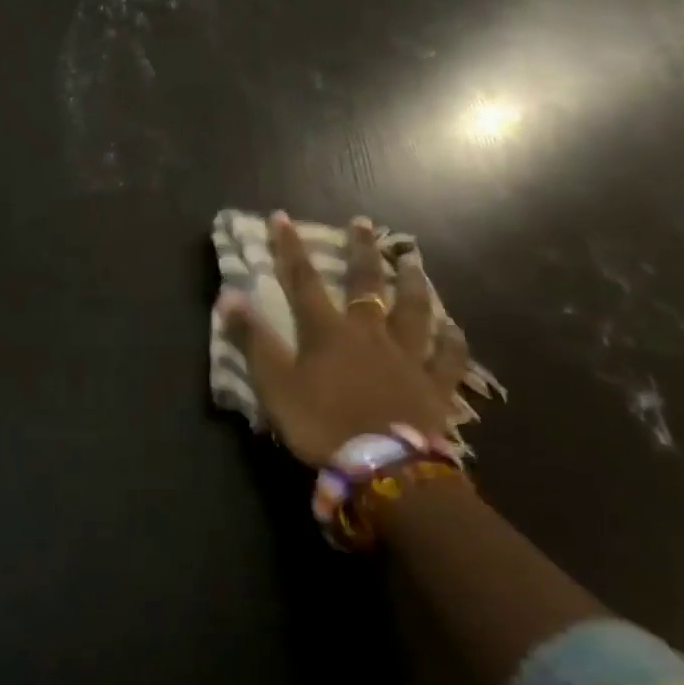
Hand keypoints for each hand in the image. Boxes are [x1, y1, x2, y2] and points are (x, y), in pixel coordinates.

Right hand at [218, 212, 468, 467]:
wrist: (384, 467)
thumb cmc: (322, 424)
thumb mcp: (274, 384)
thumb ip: (253, 340)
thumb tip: (229, 295)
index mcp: (328, 332)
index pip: (303, 281)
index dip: (290, 248)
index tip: (282, 217)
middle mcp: (370, 334)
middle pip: (366, 284)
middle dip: (361, 251)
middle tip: (363, 223)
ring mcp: (407, 357)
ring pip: (414, 310)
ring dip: (412, 283)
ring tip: (413, 260)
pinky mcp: (435, 386)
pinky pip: (448, 357)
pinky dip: (451, 340)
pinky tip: (455, 327)